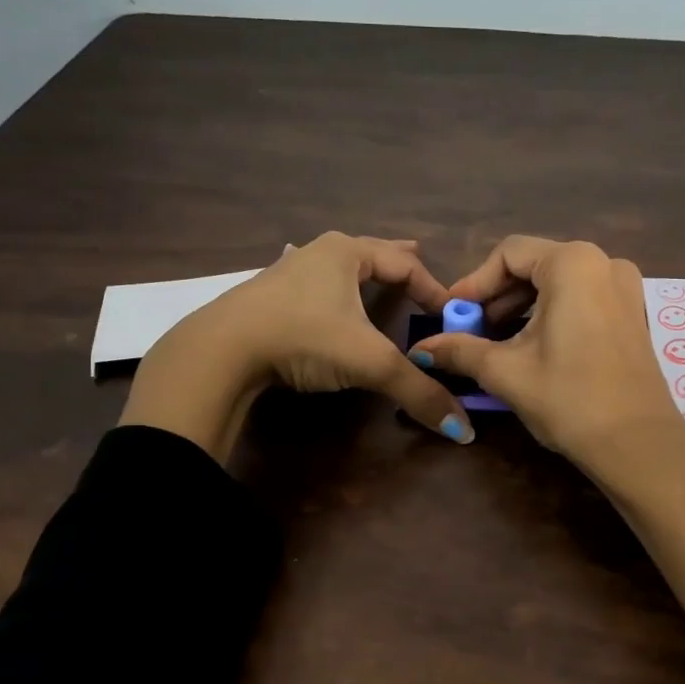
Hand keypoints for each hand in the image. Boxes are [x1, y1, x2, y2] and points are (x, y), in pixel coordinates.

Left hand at [119, 233, 473, 462]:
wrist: (221, 350)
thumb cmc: (304, 337)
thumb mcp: (369, 363)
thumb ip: (418, 392)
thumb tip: (464, 431)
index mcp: (347, 252)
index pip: (405, 265)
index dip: (433, 288)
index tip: (451, 313)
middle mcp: (318, 253)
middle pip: (370, 252)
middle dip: (397, 260)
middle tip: (420, 258)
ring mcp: (287, 272)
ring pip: (338, 267)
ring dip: (362, 272)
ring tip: (377, 277)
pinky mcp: (266, 297)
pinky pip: (314, 286)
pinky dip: (333, 290)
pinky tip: (326, 298)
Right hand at [409, 237, 676, 471]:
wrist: (638, 445)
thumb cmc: (568, 398)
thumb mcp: (506, 371)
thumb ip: (460, 349)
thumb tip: (421, 348)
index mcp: (572, 263)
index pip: (508, 254)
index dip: (474, 283)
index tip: (451, 314)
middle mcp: (603, 263)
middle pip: (535, 264)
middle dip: (497, 296)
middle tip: (470, 329)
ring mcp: (625, 288)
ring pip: (559, 283)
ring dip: (522, 306)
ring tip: (496, 340)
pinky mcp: (633, 313)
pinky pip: (582, 298)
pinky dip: (552, 313)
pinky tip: (532, 346)